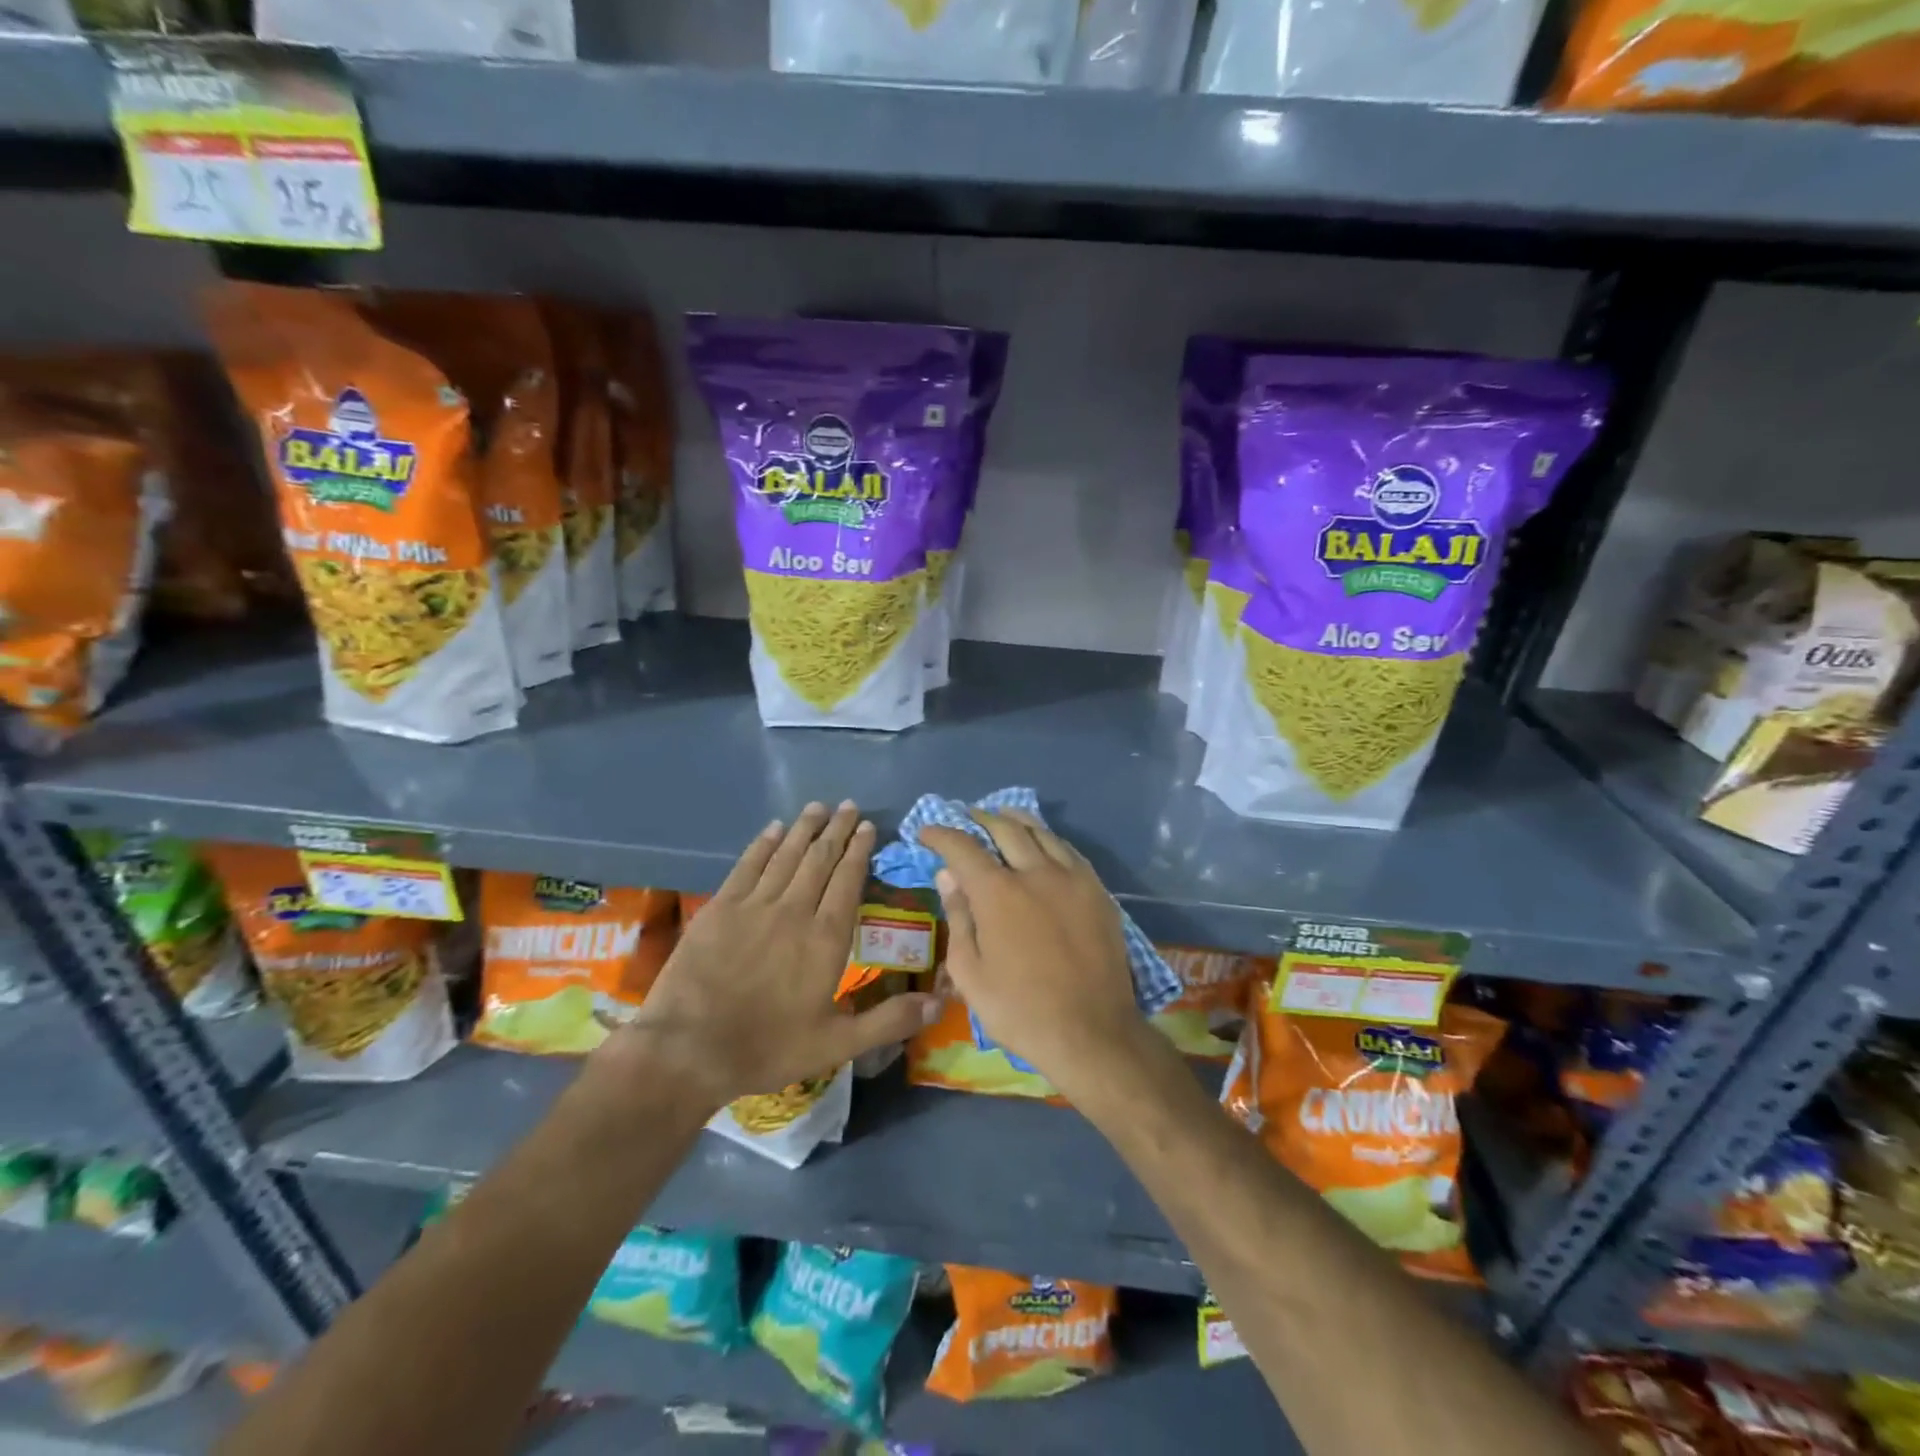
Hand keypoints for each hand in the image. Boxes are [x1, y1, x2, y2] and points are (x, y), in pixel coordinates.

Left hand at [606, 802, 937, 1112]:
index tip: (867, 827)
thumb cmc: (768, 1048)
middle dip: (837, 830)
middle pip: (820, 859)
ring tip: (818, 807)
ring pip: (786, 855)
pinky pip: (748, 865)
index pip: (848, 881)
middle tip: (848, 806)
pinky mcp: (720, 908)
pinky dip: (763, 844)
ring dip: (804, 829)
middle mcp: (794, 910)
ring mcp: (754, 905)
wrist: (688, 1050)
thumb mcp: (836, 1045)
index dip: (859, 851)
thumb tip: (938, 1005)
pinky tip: (774, 829)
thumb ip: (888, 1021)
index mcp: (826, 938)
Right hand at [920, 811, 1150, 1101]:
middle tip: (966, 818)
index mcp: (998, 893)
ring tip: (1002, 817)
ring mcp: (1072, 878)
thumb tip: (948, 877)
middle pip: (1005, 829)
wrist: (1093, 1033)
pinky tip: (1043, 844)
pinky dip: (1048, 839)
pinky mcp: (1098, 891)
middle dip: (980, 818)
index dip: (940, 834)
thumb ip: (958, 918)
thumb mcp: (971, 973)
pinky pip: (1069, 850)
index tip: (926, 832)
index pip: (963, 847)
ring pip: (1042, 832)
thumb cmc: (1020, 1010)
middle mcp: (1036, 873)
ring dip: (1016, 821)